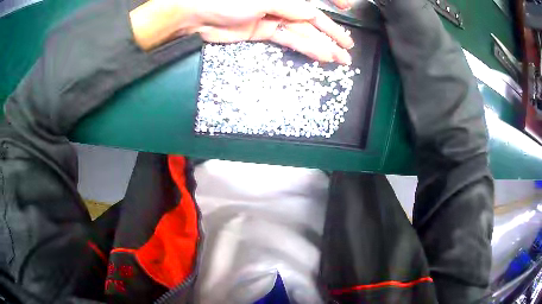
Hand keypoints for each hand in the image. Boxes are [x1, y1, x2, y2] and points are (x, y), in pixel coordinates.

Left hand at [130, 0, 353, 63]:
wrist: (197, 15)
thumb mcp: (263, 0)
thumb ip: (289, 7)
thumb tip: (311, 15)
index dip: (332, 2)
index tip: (347, 9)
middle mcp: (281, 4)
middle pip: (311, 19)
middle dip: (331, 33)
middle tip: (348, 47)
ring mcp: (272, 18)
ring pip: (302, 32)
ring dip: (322, 45)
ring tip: (340, 58)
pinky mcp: (263, 32)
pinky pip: (289, 40)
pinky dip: (304, 48)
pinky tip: (319, 55)